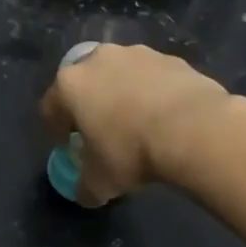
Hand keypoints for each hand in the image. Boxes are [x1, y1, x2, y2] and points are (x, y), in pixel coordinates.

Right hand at [38, 44, 239, 205]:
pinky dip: (153, 93)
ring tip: (138, 124)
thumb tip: (85, 193)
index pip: (50, 107)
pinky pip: (153, 78)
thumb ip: (85, 186)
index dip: (57, 130)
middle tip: (102, 132)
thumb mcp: (100, 182)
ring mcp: (136, 54)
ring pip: (120, 76)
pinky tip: (166, 118)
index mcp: (70, 85)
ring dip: (123, 95)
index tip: (69, 147)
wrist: (195, 129)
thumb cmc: (131, 151)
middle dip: (90, 105)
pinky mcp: (171, 58)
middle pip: (85, 83)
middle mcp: (98, 60)